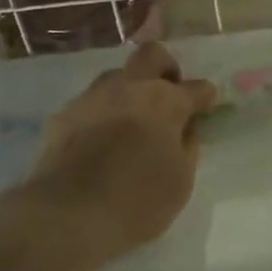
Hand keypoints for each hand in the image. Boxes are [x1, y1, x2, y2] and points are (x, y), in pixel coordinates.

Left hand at [17, 43, 216, 268]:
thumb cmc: (137, 202)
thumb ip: (187, 147)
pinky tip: (100, 139)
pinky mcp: (64, 114)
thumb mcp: (181, 182)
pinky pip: (90, 102)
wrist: (68, 215)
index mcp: (165, 102)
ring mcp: (93, 97)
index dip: (205, 95)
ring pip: (117, 75)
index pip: (196, 88)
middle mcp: (129, 88)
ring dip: (129, 89)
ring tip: (131, 118)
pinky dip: (102, 113)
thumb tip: (185, 128)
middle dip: (165, 68)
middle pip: (152, 55)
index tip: (207, 104)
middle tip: (168, 92)